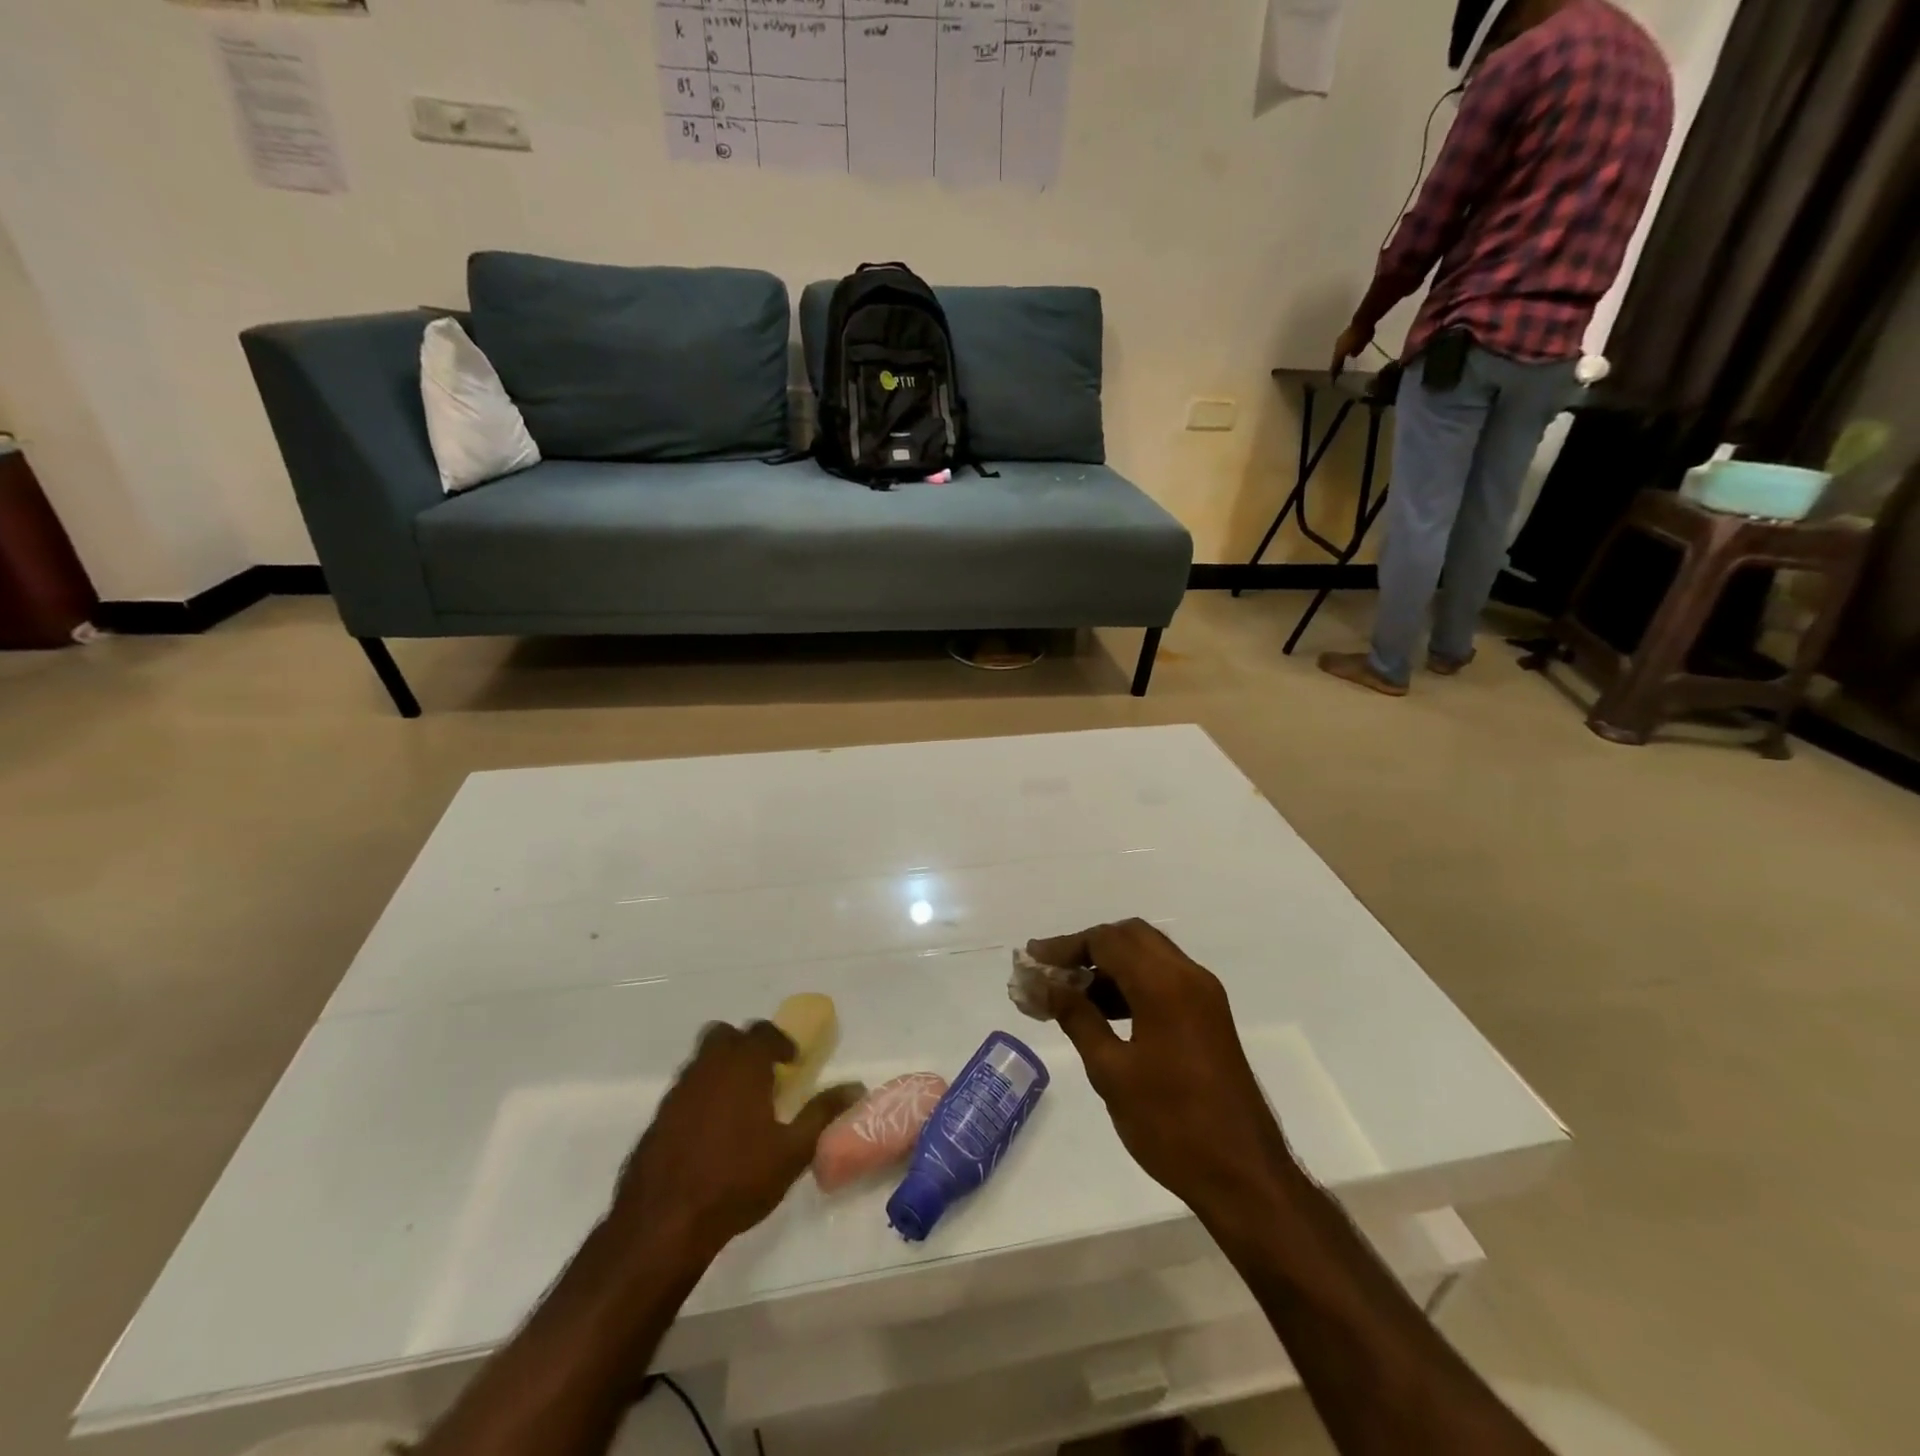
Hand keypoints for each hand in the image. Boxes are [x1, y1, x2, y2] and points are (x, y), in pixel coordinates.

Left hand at [612, 1022, 862, 1262]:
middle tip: (763, 1074)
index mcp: (742, 1067)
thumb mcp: (792, 1151)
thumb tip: (855, 1086)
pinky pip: (684, 1090)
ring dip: (721, 1069)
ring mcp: (677, 1092)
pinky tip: (710, 1132)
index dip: (780, 1042)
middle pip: (724, 1036)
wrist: (663, 1224)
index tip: (792, 1063)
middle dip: (745, 1047)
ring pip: (701, 1061)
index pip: (762, 1032)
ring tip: (739, 1105)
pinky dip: (700, 1096)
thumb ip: (823, 1113)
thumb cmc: (736, 1181)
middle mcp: (707, 1068)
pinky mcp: (657, 1118)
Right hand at [1027, 921, 1291, 1222]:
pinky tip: (1103, 1011)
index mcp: (1164, 984)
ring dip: (1109, 965)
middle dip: (1088, 947)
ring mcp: (1204, 996)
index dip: (1065, 946)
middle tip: (1052, 971)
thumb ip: (1077, 1018)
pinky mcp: (1209, 1017)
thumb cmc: (1171, 1124)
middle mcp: (1189, 976)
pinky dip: (1131, 983)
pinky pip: (1164, 979)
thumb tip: (1046, 985)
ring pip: (1149, 955)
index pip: (1107, 940)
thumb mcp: (1111, 1072)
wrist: (1244, 1176)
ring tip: (1069, 993)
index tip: (1032, 961)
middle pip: (1130, 937)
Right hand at [1330, 322, 1373, 379]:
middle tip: (1337, 371)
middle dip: (1337, 364)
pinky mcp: (1345, 334)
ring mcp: (1340, 340)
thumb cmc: (1361, 336)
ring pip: (1338, 350)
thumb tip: (1352, 354)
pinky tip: (1347, 349)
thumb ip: (1354, 353)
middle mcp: (1337, 347)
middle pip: (1336, 358)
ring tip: (1342, 361)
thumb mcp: (1359, 348)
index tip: (1333, 381)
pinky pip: (1343, 344)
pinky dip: (1344, 349)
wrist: (1363, 320)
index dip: (1334, 373)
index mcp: (1338, 353)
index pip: (1335, 366)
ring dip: (1340, 356)